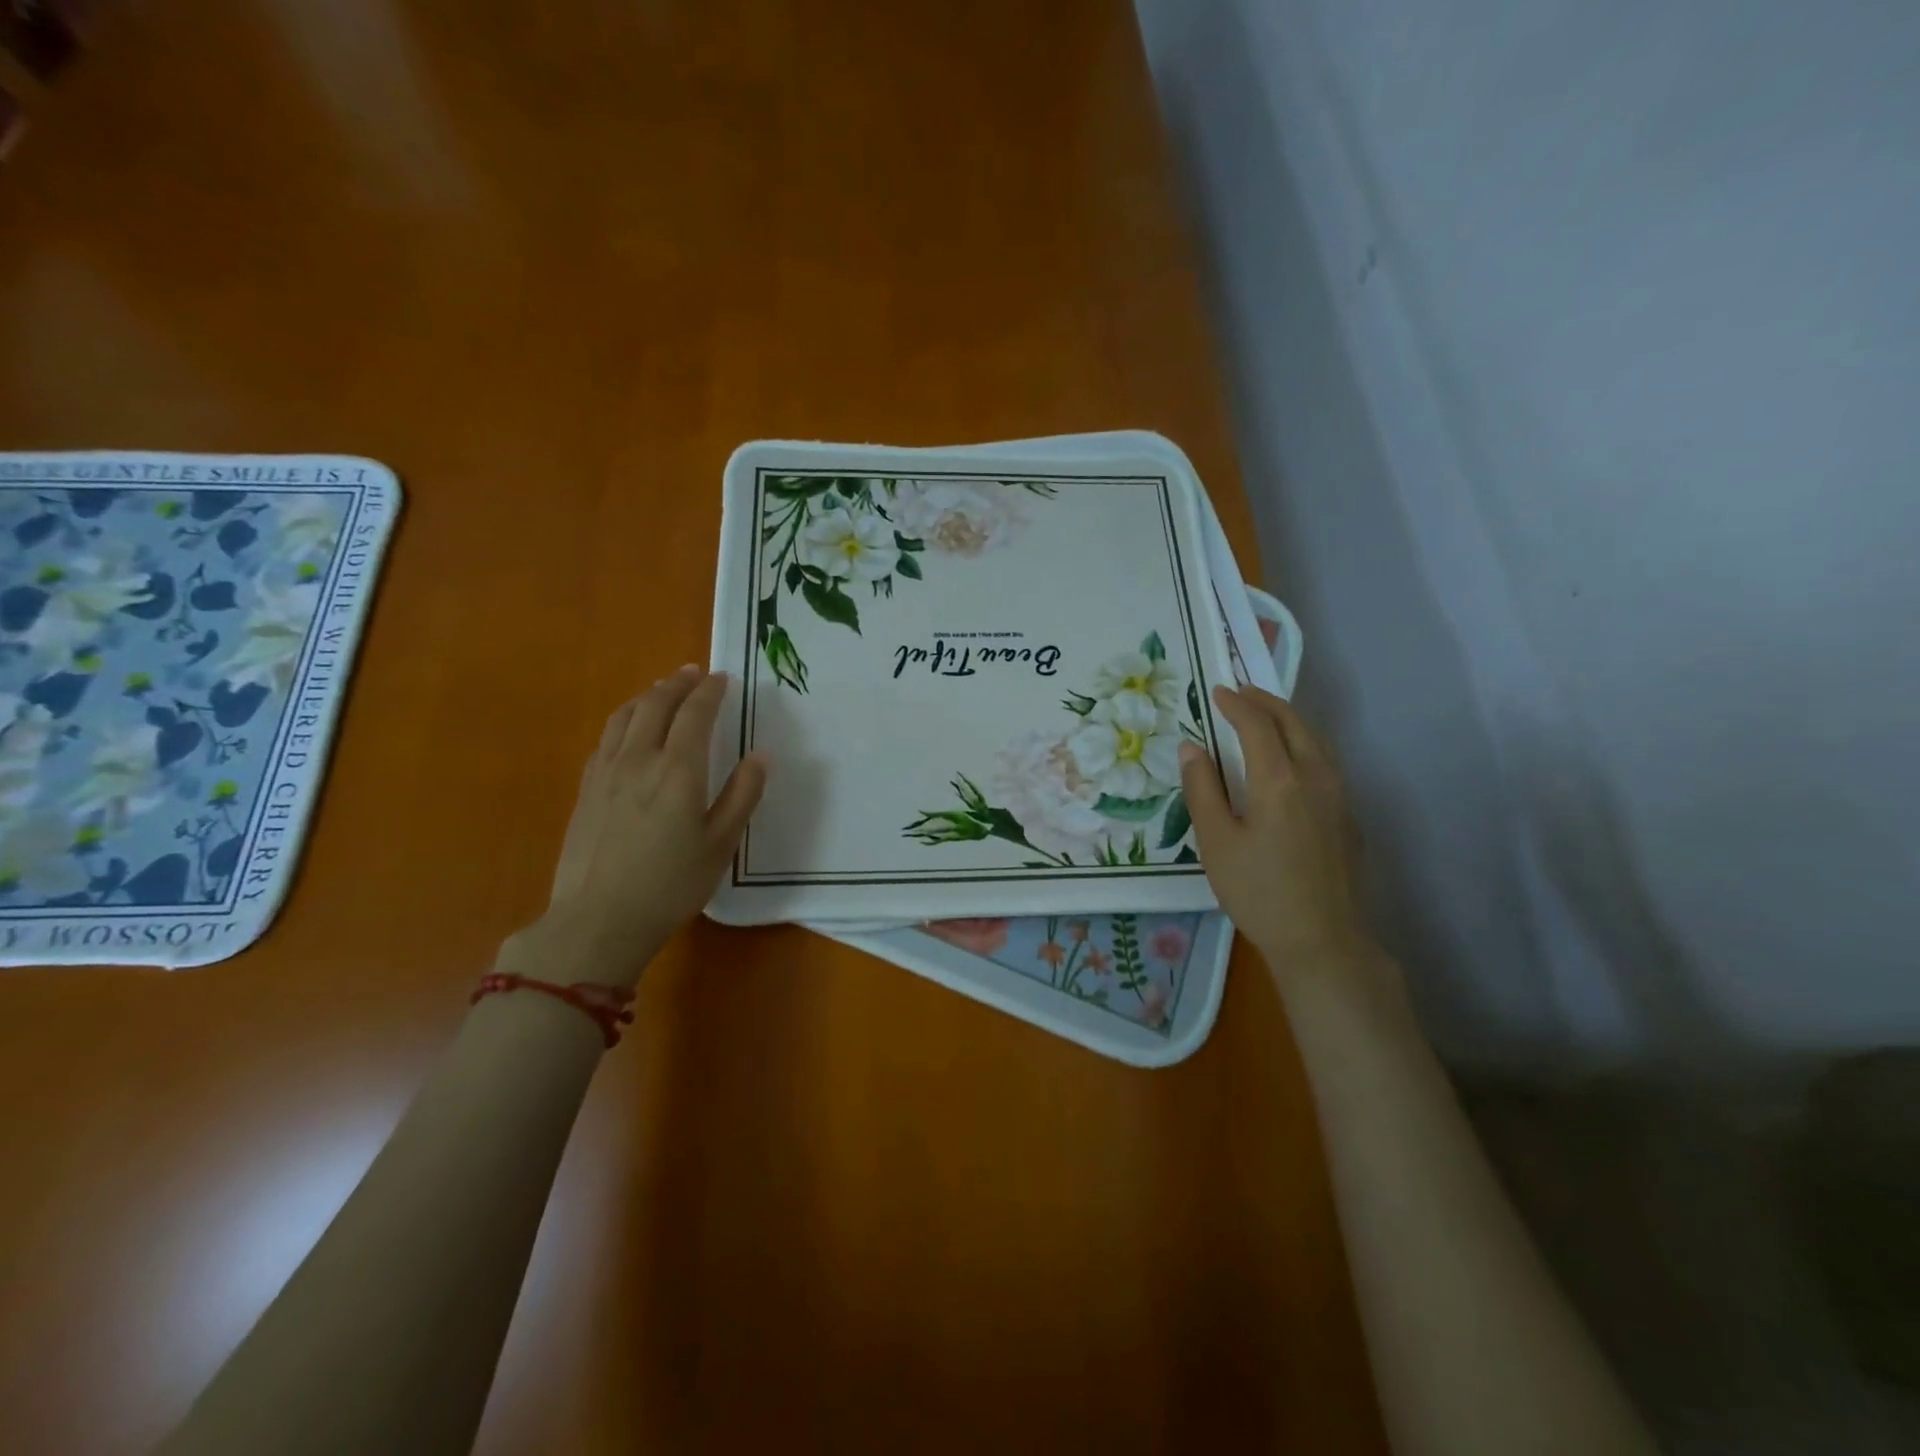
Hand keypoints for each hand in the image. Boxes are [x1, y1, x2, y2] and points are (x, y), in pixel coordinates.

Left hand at [507, 666, 767, 988]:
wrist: (597, 919)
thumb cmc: (670, 885)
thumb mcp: (721, 844)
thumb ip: (742, 795)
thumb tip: (762, 755)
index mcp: (678, 769)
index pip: (695, 713)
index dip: (710, 691)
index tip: (723, 678)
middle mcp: (639, 759)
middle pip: (656, 704)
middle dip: (677, 683)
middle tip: (694, 672)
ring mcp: (606, 771)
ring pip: (625, 716)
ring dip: (648, 695)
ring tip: (662, 689)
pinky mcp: (586, 788)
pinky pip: (606, 737)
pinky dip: (624, 719)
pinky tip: (629, 728)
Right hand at [1179, 685, 1379, 981]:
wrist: (1323, 940)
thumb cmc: (1259, 892)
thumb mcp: (1216, 842)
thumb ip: (1202, 789)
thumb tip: (1191, 747)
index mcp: (1279, 779)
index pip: (1257, 725)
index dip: (1235, 704)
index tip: (1217, 692)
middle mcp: (1316, 776)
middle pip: (1294, 722)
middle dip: (1265, 701)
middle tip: (1240, 691)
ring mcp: (1339, 795)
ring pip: (1315, 739)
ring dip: (1287, 719)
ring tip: (1263, 715)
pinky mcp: (1348, 815)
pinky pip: (1325, 760)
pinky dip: (1303, 742)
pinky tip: (1289, 757)